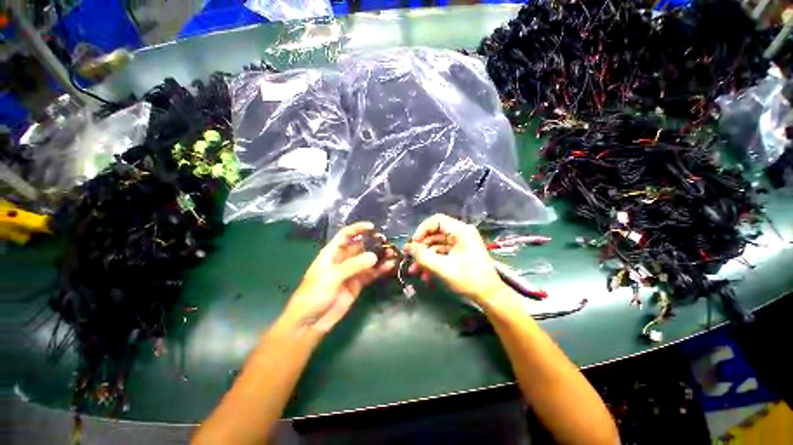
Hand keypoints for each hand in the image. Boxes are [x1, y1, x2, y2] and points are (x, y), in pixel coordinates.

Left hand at [281, 222, 395, 334]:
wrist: (310, 322)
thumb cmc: (314, 294)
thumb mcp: (332, 276)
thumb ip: (353, 265)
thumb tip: (374, 256)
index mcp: (332, 253)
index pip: (346, 235)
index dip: (358, 229)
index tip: (372, 227)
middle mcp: (343, 259)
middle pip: (360, 246)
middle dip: (373, 243)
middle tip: (387, 243)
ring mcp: (351, 272)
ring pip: (368, 260)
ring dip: (379, 256)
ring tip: (392, 253)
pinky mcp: (358, 284)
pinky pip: (371, 274)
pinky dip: (380, 270)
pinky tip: (390, 266)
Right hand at [405, 214, 503, 304]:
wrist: (489, 295)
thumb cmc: (469, 279)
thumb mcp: (443, 268)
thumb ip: (423, 256)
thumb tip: (408, 247)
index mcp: (461, 231)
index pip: (437, 220)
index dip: (422, 229)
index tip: (414, 243)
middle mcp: (461, 233)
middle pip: (435, 233)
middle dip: (421, 248)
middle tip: (410, 259)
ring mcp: (460, 243)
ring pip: (436, 245)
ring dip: (425, 257)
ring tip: (415, 271)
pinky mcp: (459, 252)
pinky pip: (441, 253)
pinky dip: (433, 262)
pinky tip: (426, 275)